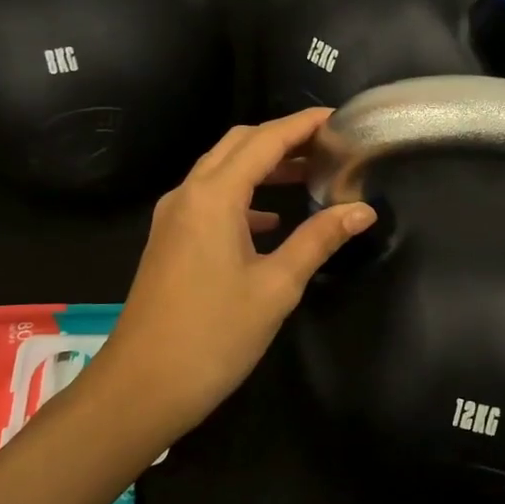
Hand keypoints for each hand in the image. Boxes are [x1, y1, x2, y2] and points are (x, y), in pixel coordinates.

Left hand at [81, 109, 376, 449]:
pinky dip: (243, 196)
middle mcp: (188, 195)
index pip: (265, 140)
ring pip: (221, 170)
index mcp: (213, 197)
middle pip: (238, 145)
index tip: (339, 118)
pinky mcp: (170, 241)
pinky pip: (210, 199)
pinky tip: (270, 221)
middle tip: (327, 145)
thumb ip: (319, 240)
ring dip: (262, 166)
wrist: (142, 386)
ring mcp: (173, 217)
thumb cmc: (214, 335)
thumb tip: (362, 210)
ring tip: (307, 174)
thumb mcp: (276, 287)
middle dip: (282, 138)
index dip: (303, 124)